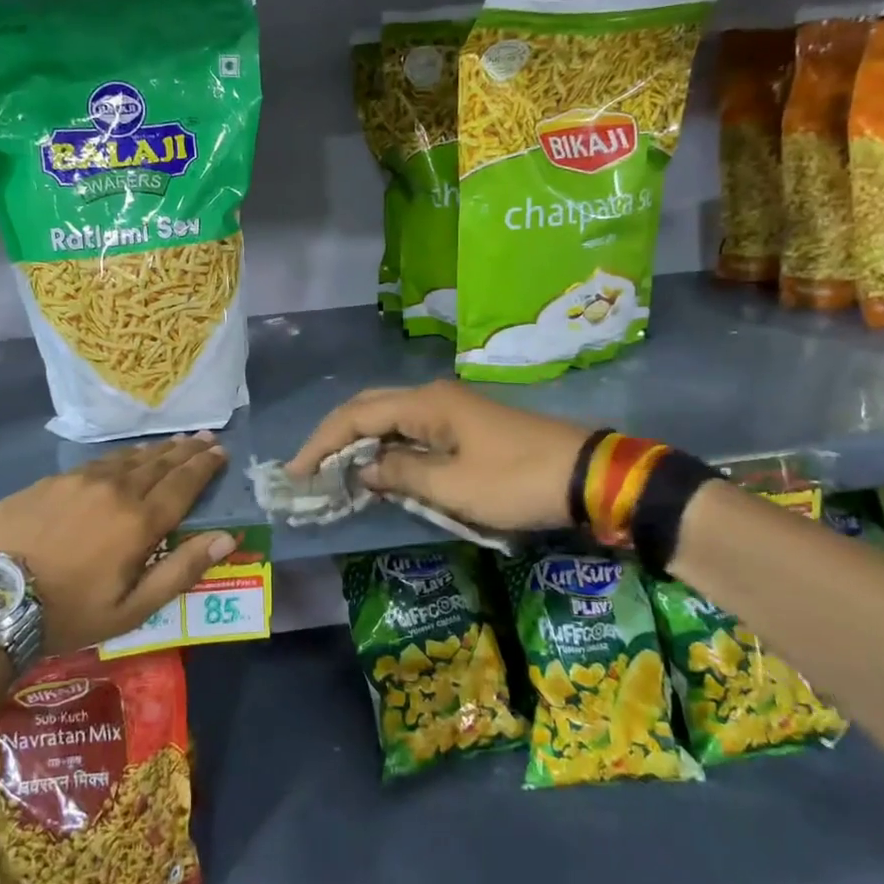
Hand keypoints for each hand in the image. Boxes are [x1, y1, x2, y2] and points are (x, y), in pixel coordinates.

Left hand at [0, 433, 234, 654]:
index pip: (183, 485)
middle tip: (205, 437)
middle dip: (186, 450)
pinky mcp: (50, 481)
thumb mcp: (131, 609)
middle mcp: (115, 490)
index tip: (221, 451)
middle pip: (159, 464)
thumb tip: (227, 538)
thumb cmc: (67, 612)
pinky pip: (96, 463)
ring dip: (155, 450)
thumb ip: (181, 571)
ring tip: (173, 441)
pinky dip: (119, 457)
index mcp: (139, 522)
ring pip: (128, 458)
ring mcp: (79, 481)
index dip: (204, 466)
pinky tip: (123, 457)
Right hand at [287, 382, 587, 531]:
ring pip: (390, 419)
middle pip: (368, 408)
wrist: (586, 475)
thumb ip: (401, 474)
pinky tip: (380, 469)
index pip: (356, 415)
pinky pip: (412, 430)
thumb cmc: (515, 481)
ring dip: (360, 443)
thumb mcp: (453, 487)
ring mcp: (451, 408)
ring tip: (335, 471)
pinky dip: (388, 448)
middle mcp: (432, 396)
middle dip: (335, 437)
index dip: (321, 442)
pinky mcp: (466, 425)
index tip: (297, 472)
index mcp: (425, 403)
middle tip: (309, 469)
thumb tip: (364, 469)